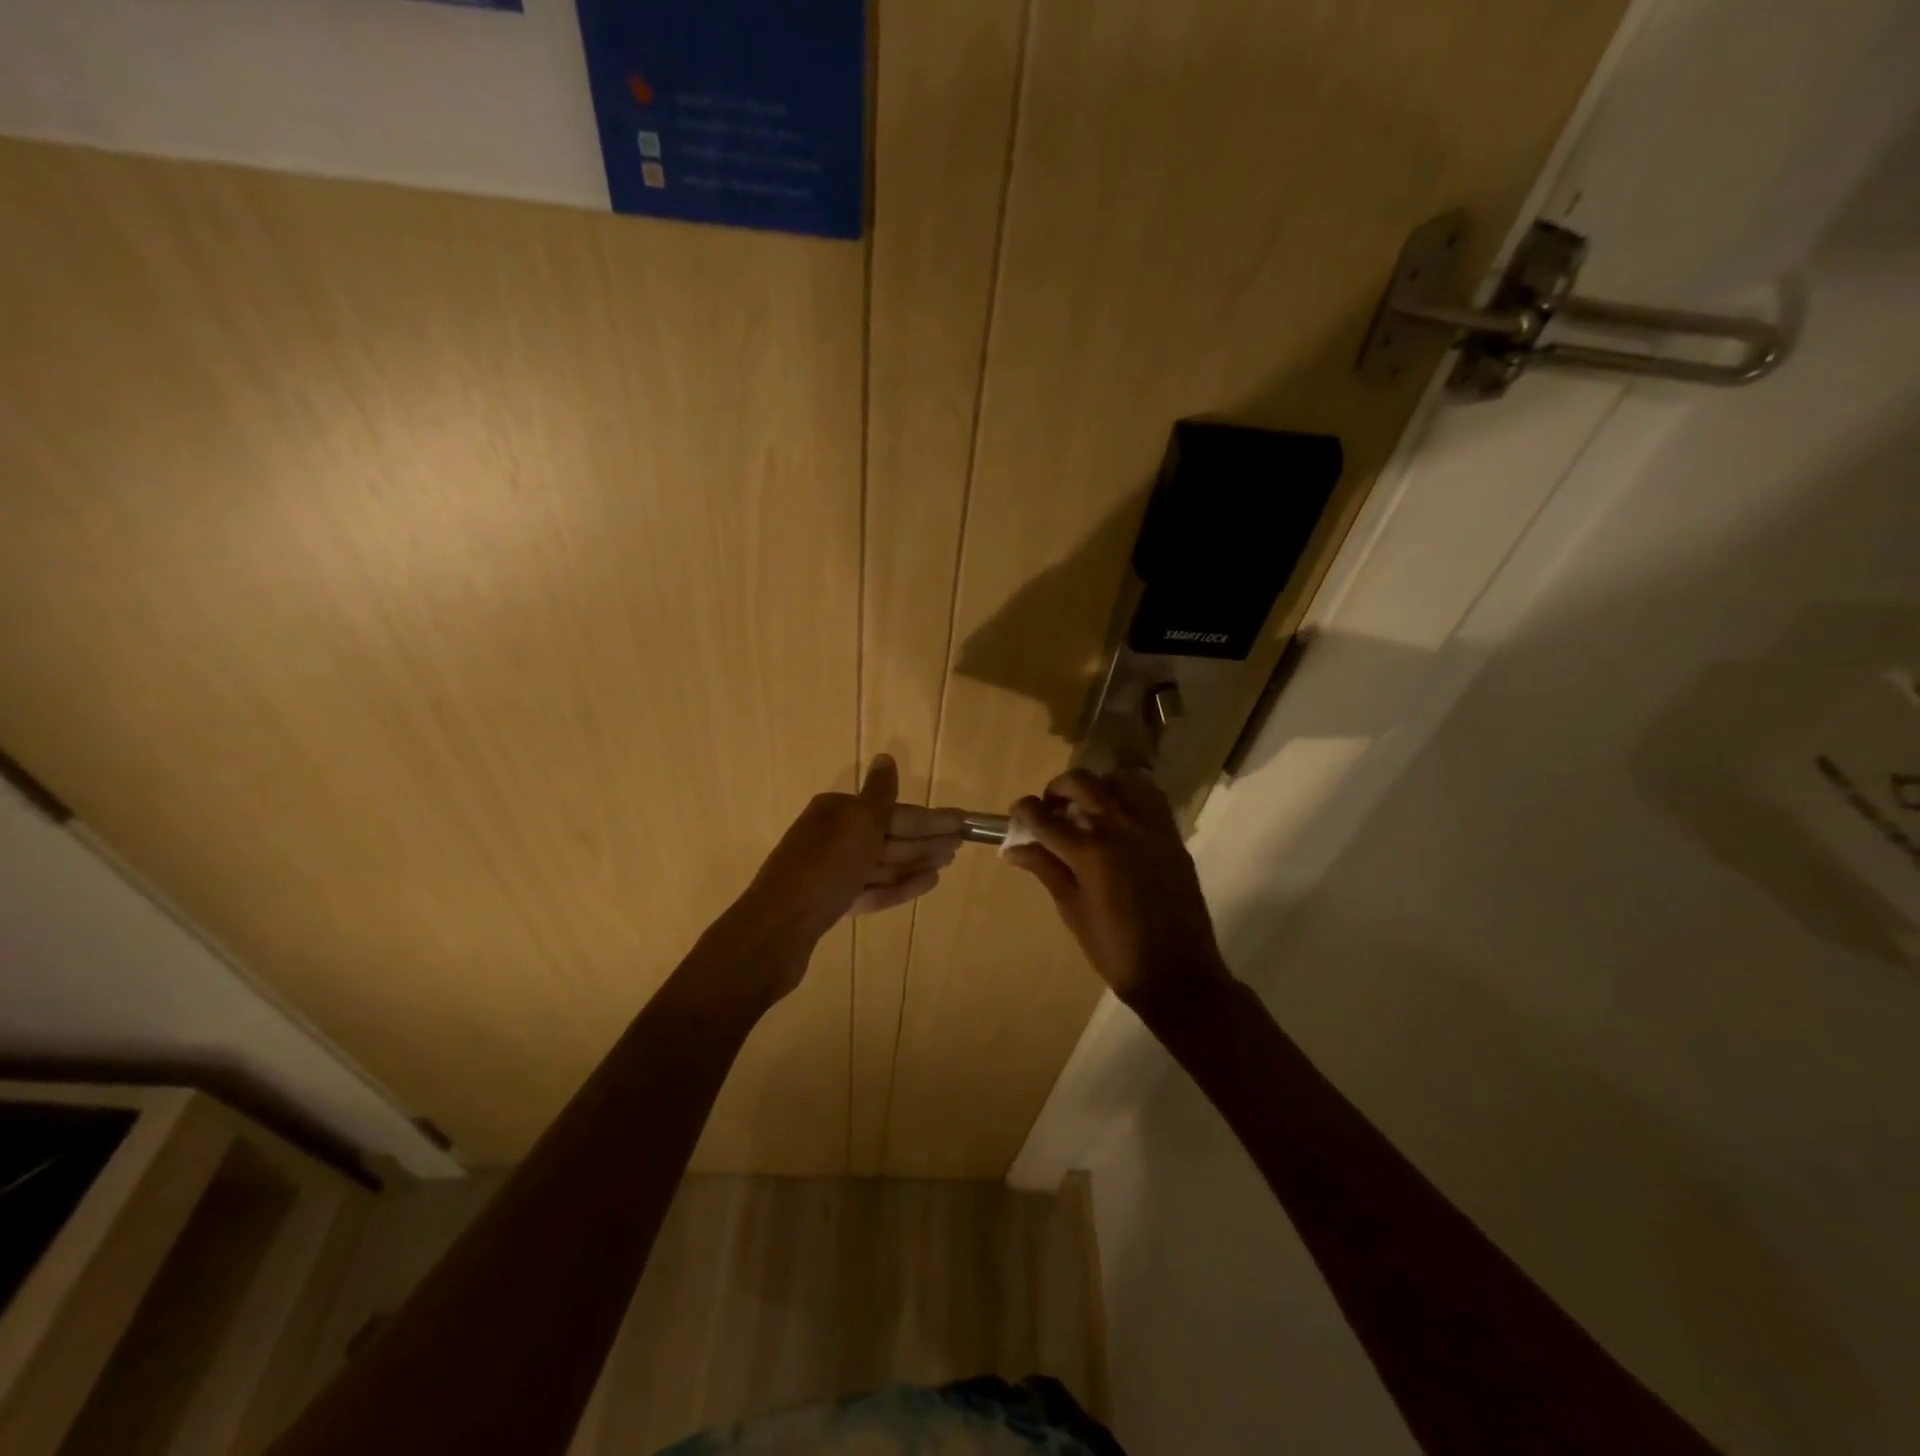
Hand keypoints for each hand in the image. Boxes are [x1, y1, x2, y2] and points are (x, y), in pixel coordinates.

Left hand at [732, 754, 963, 956]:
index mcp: (836, 812)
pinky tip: (926, 884)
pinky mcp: (832, 903)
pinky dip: (898, 885)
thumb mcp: (857, 824)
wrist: (777, 929)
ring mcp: (831, 872)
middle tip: (961, 844)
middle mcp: (831, 837)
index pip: (892, 810)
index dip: (929, 817)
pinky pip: (872, 889)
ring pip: (881, 862)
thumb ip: (878, 794)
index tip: (961, 822)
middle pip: (888, 835)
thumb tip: (886, 758)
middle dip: (925, 838)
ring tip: (947, 862)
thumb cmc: (823, 869)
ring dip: (916, 860)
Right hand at [1005, 768, 1231, 1020]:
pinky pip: (1151, 798)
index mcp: (1091, 855)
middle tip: (1051, 808)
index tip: (1017, 813)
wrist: (1177, 973)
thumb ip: (1046, 870)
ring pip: (1122, 779)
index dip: (1024, 810)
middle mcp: (1121, 831)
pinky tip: (1119, 817)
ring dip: (1098, 785)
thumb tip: (1014, 849)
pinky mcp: (1173, 837)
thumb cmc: (1115, 951)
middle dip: (1057, 788)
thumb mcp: (1072, 911)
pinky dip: (1129, 796)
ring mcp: (1152, 830)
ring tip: (1089, 806)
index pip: (1045, 818)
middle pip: (1082, 783)